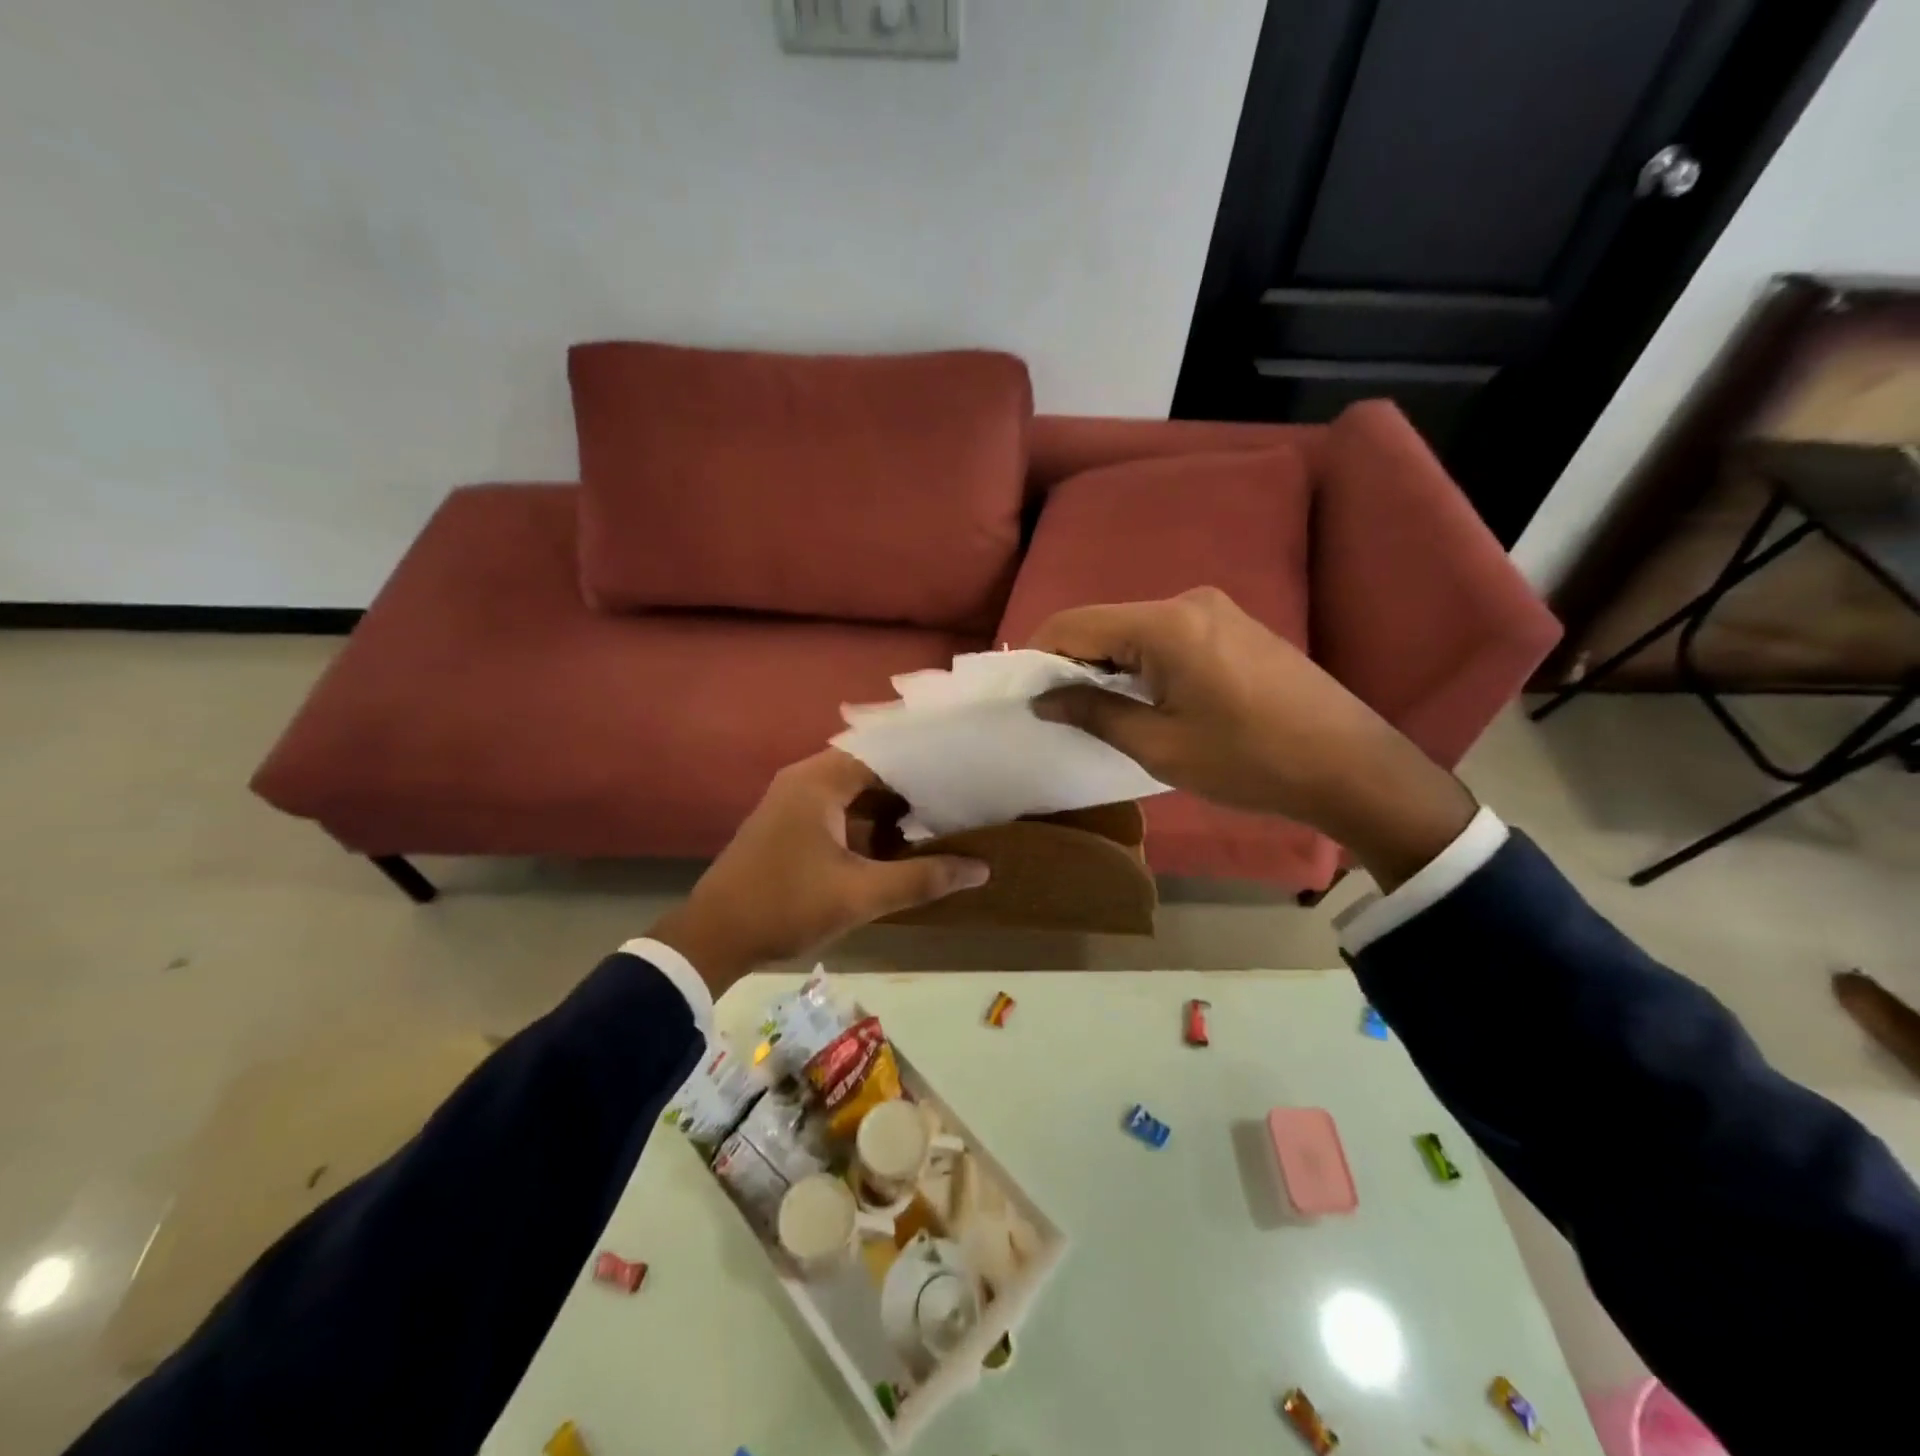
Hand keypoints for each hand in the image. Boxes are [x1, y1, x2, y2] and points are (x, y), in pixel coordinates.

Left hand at [648, 750, 987, 995]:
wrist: (713, 938)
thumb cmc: (786, 905)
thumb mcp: (861, 895)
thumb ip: (922, 878)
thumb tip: (981, 868)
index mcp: (819, 780)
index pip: (883, 751)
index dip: (925, 761)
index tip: (965, 770)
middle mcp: (804, 780)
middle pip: (870, 769)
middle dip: (913, 785)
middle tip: (960, 795)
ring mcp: (793, 802)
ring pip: (854, 792)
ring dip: (890, 806)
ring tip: (940, 817)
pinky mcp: (788, 826)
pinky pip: (839, 810)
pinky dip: (868, 821)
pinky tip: (898, 843)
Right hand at [1028, 588, 1474, 890]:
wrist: (1351, 766)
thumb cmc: (1249, 761)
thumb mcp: (1160, 746)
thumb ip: (1094, 712)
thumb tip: (1044, 698)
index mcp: (1164, 624)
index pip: (1075, 623)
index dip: (1038, 654)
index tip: (1021, 692)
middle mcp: (1187, 601)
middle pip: (1105, 623)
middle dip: (1072, 662)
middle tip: (1055, 709)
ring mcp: (1217, 611)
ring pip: (1135, 630)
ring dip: (1108, 664)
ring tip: (1097, 711)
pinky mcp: (1236, 627)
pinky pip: (1168, 637)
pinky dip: (1141, 663)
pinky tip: (1144, 699)